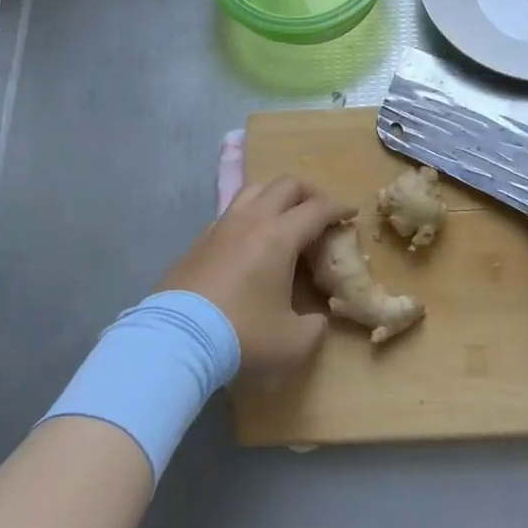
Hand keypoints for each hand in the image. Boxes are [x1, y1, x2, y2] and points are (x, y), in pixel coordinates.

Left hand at [159, 177, 352, 376]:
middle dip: (310, 193)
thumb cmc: (242, 335)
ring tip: (285, 217)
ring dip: (277, 196)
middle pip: (286, 185)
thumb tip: (316, 319)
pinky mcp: (199, 240)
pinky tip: (251, 241)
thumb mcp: (293, 342)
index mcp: (280, 236)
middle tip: (321, 213)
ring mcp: (222, 226)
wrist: (176, 339)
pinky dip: (250, 215)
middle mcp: (252, 220)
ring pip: (255, 189)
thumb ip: (314, 327)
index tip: (351, 214)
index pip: (318, 208)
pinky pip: (232, 212)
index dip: (339, 208)